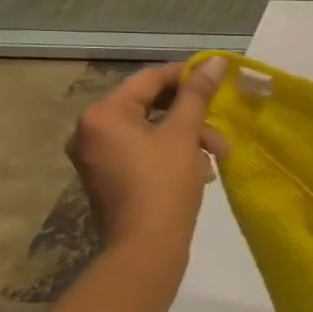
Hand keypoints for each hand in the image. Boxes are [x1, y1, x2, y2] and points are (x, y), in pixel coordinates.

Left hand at [66, 58, 228, 278]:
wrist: (146, 250)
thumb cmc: (163, 185)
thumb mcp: (184, 134)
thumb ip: (198, 94)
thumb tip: (216, 60)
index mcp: (103, 115)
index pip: (150, 79)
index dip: (187, 76)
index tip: (218, 79)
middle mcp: (92, 131)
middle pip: (151, 105)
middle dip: (191, 115)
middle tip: (220, 123)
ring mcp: (99, 156)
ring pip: (152, 130)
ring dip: (188, 137)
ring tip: (217, 155)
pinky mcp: (110, 177)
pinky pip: (144, 151)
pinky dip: (173, 154)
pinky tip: (201, 170)